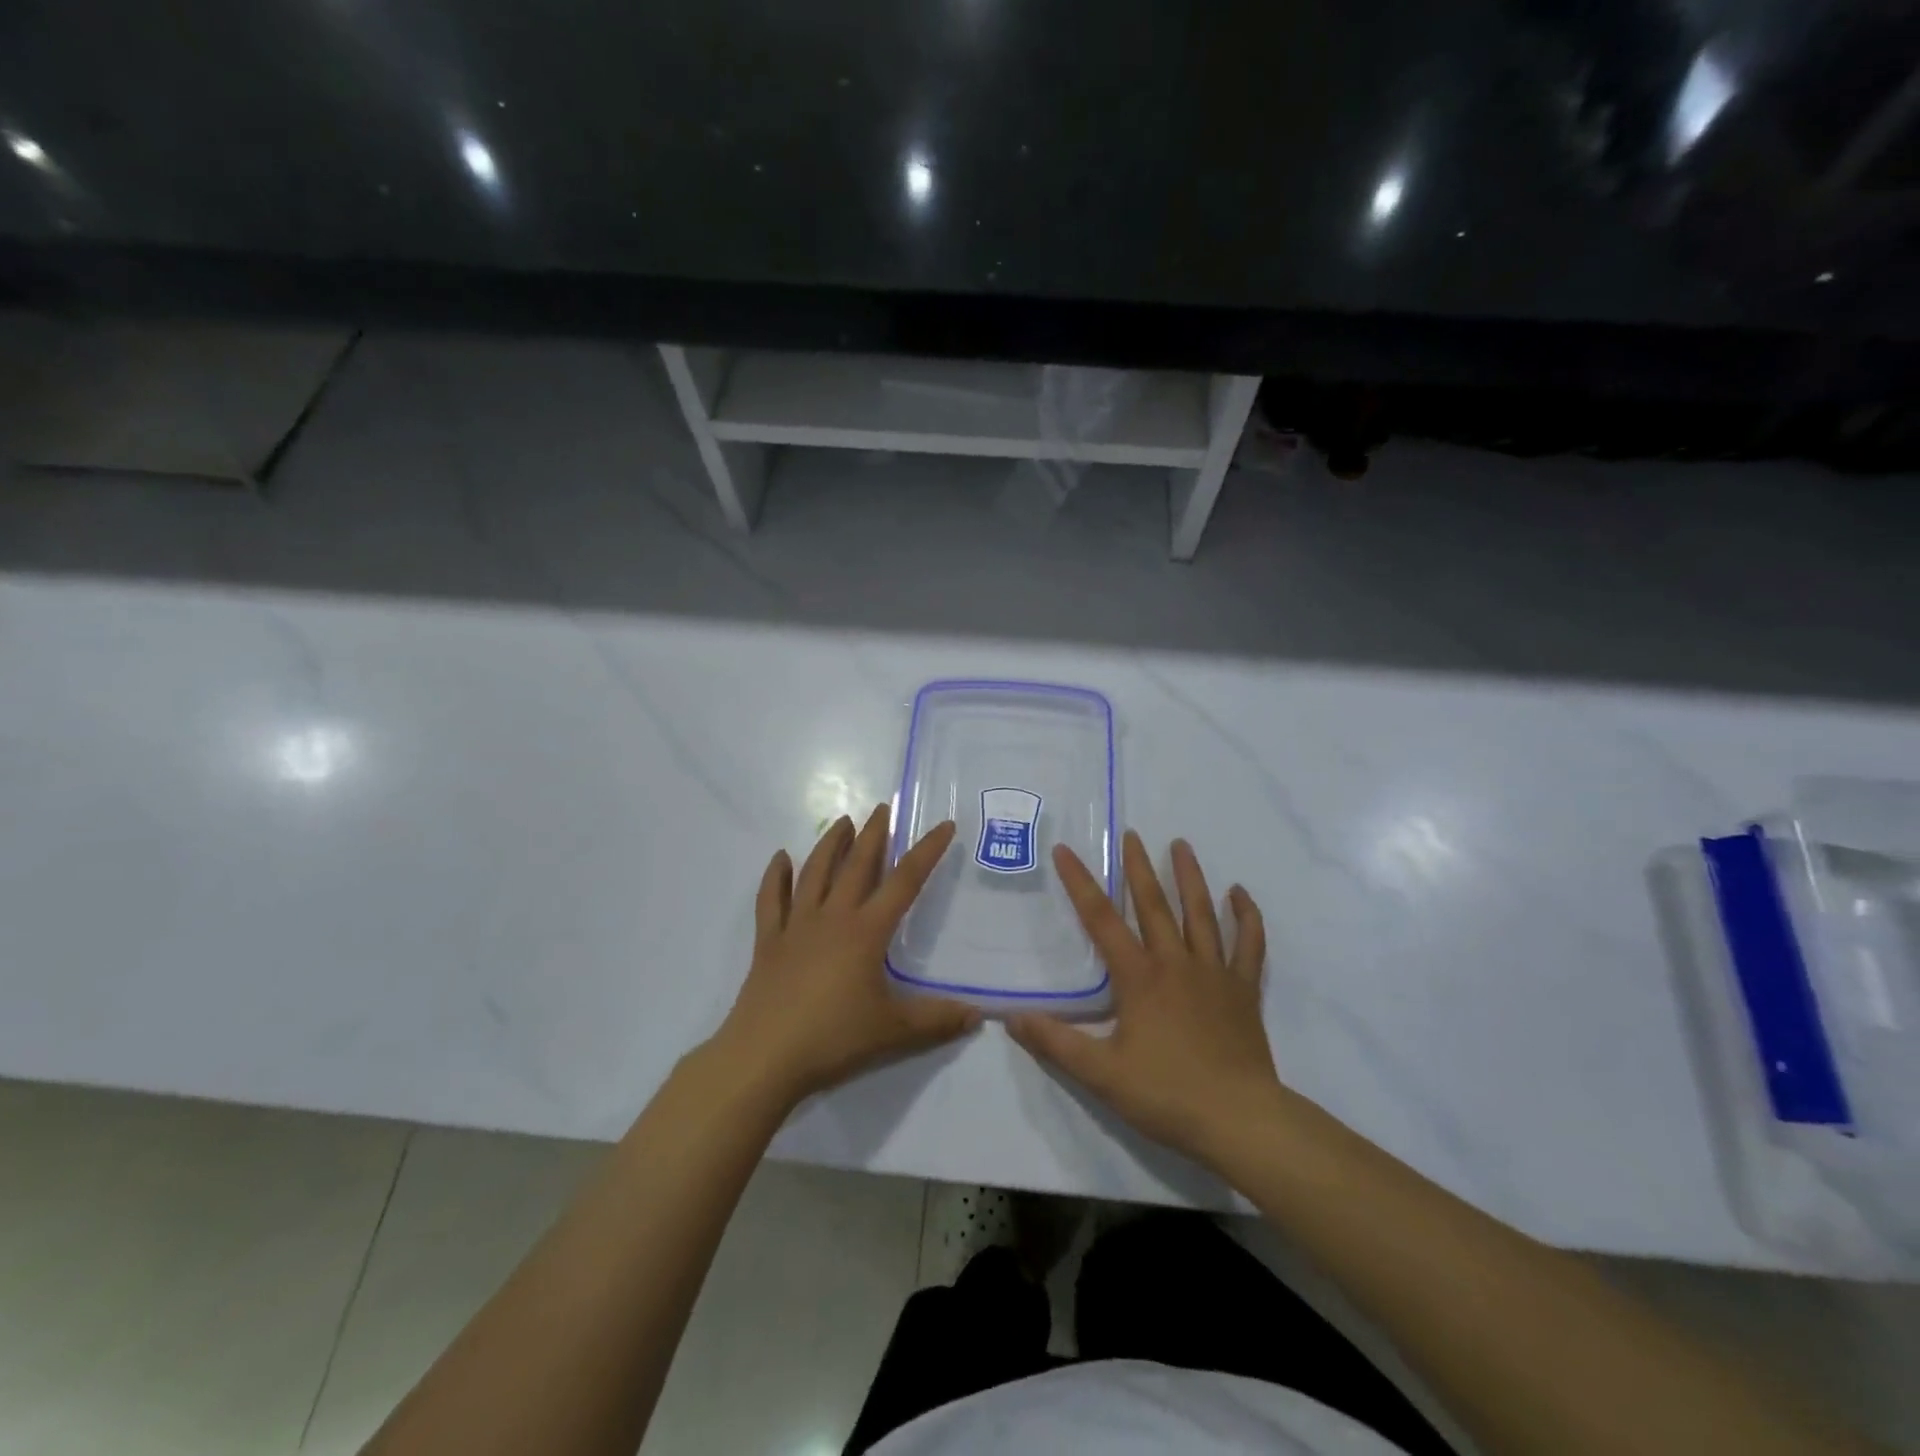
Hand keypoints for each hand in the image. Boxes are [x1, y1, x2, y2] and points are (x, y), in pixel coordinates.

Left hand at [707, 807, 980, 1107]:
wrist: (764, 1056)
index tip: (943, 825)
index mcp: (866, 932)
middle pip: (856, 865)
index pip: (904, 881)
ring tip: (842, 822)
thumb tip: (979, 1016)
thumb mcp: (894, 1032)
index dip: (927, 851)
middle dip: (873, 834)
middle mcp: (832, 917)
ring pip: (814, 872)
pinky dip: (776, 876)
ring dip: (830, 844)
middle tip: (882, 808)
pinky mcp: (769, 942)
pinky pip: (772, 899)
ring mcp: (796, 926)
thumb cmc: (833, 1038)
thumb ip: (937, 1020)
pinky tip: (781, 858)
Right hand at [1008, 832, 1279, 1170]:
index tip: (1066, 851)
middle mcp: (1175, 963)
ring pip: (1200, 913)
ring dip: (1189, 877)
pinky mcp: (1243, 989)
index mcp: (1139, 977)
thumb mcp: (1101, 1074)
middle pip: (1153, 905)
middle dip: (1138, 867)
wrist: (1240, 1120)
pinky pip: (1248, 944)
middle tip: (1131, 834)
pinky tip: (1240, 894)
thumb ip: (1056, 1043)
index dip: (1080, 883)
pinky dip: (1246, 917)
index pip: (1101, 920)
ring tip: (1181, 845)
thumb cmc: (1167, 1094)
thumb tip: (1011, 1017)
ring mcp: (1214, 972)